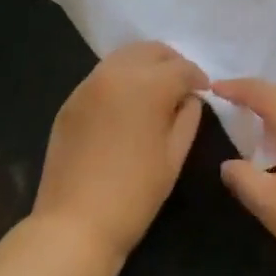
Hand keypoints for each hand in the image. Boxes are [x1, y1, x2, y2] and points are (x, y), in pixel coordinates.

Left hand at [33, 42, 206, 266]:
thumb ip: (188, 118)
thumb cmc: (134, 195)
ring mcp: (89, 83)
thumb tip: (188, 98)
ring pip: (125, 56)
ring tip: (155, 90)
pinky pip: (103, 75)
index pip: (181, 67)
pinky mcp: (71, 99)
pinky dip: (121, 78)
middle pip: (151, 50)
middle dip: (171, 63)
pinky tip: (126, 104)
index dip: (197, 77)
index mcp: (148, 86)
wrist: (74, 224)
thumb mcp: (174, 157)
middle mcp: (117, 73)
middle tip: (181, 85)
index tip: (204, 90)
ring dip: (145, 65)